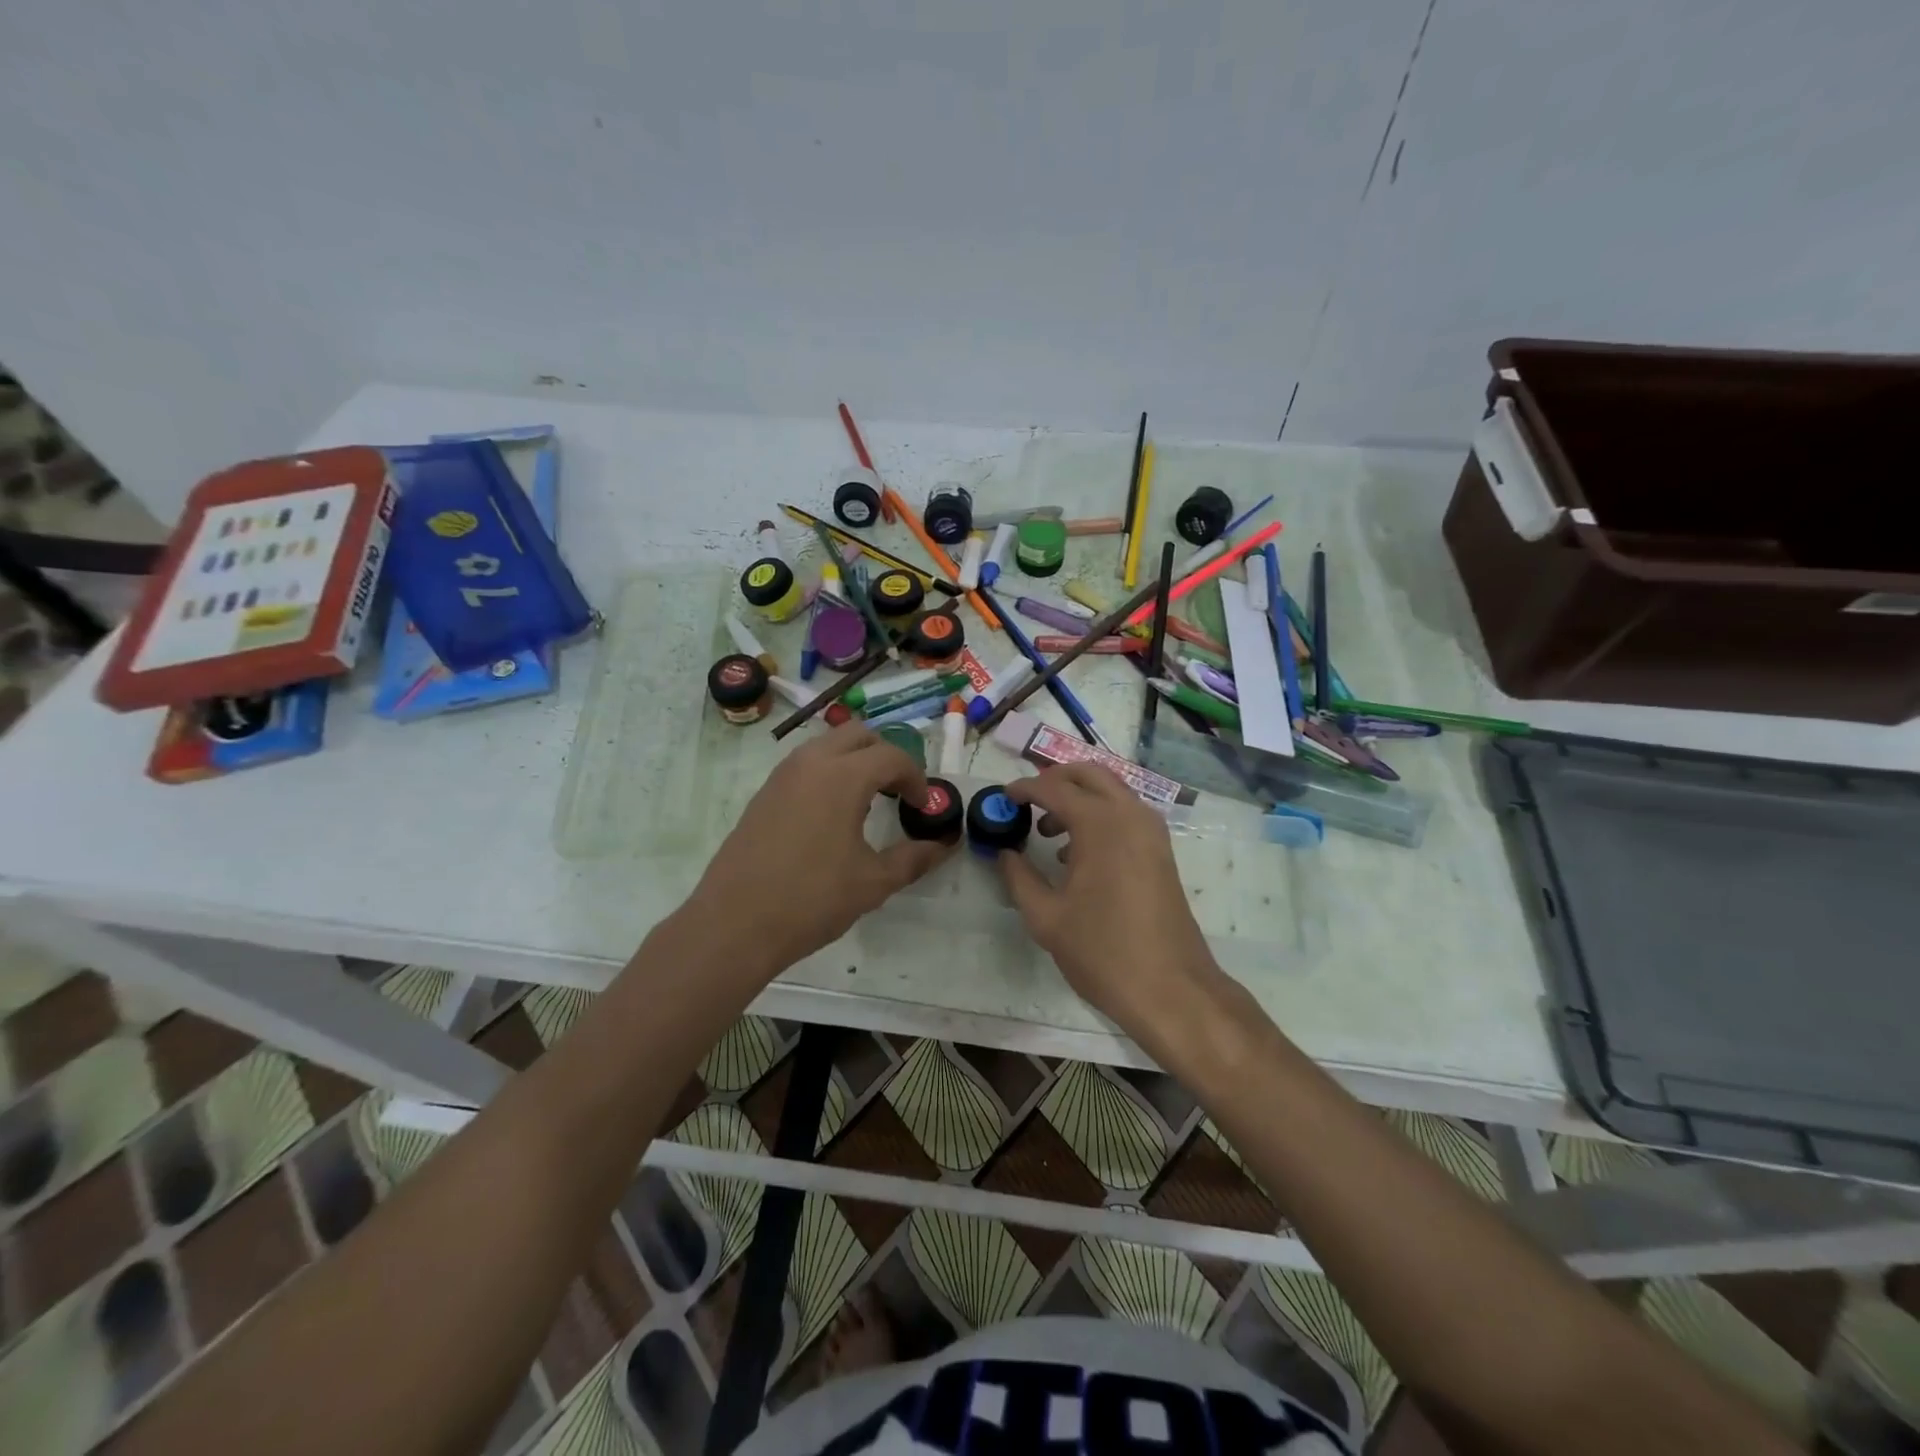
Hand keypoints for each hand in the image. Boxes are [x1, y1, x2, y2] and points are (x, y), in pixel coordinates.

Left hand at [687, 722, 952, 973]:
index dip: (916, 777)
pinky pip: (805, 766)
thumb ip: (913, 858)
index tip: (923, 806)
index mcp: (842, 776)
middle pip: (858, 735)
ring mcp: (782, 776)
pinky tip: (832, 816)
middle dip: (886, 755)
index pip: (891, 756)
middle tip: (898, 791)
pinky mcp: (763, 794)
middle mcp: (811, 763)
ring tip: (868, 801)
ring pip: (827, 745)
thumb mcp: (873, 882)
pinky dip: (828, 774)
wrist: (735, 924)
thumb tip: (943, 846)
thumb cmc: (812, 899)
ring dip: (854, 761)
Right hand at [999, 764, 1220, 1041]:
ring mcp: (1151, 831)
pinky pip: (1125, 813)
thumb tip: (1005, 853)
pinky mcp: (1161, 850)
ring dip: (1079, 797)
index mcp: (1100, 824)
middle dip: (1055, 779)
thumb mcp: (1046, 917)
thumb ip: (1020, 878)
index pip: (1054, 788)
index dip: (1025, 788)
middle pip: (1089, 774)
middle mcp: (1130, 814)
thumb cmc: (1102, 951)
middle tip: (1027, 799)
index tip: (1004, 797)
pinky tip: (1077, 853)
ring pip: (1111, 791)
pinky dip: (1099, 815)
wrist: (1170, 988)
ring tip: (1047, 830)